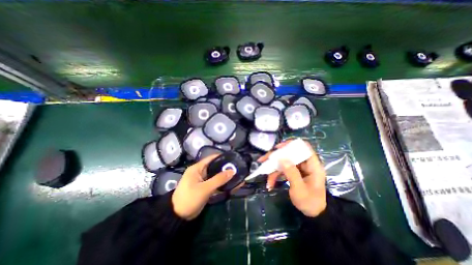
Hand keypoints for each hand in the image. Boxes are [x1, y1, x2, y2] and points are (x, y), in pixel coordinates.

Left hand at [171, 155, 233, 220]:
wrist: (178, 216)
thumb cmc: (189, 198)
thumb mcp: (204, 188)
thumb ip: (219, 179)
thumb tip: (232, 171)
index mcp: (197, 168)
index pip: (211, 158)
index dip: (222, 157)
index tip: (233, 158)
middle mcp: (200, 172)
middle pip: (215, 167)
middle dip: (226, 168)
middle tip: (238, 168)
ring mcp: (203, 181)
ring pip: (216, 176)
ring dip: (225, 177)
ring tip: (238, 175)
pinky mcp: (205, 188)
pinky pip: (216, 184)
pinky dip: (223, 184)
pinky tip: (233, 185)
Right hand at [258, 141, 329, 216]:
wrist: (314, 213)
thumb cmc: (310, 202)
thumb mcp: (300, 189)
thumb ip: (292, 173)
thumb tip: (282, 159)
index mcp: (313, 165)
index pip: (304, 147)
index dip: (291, 144)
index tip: (278, 148)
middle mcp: (305, 163)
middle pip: (289, 153)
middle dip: (276, 157)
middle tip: (263, 159)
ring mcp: (299, 168)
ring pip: (284, 161)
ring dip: (273, 168)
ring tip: (265, 176)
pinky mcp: (293, 172)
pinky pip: (283, 169)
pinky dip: (275, 174)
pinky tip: (270, 183)